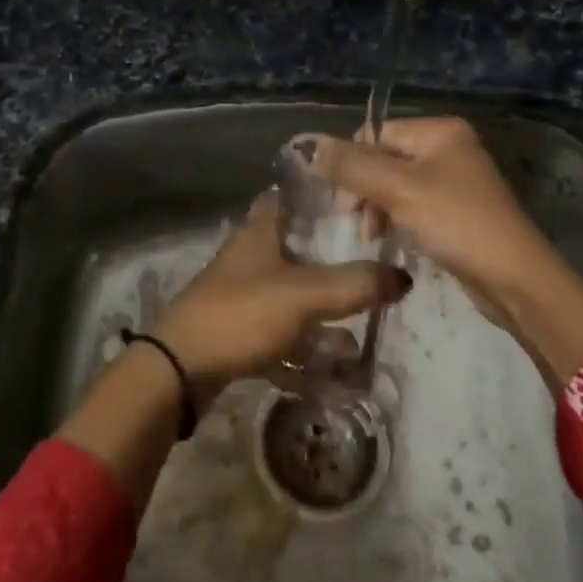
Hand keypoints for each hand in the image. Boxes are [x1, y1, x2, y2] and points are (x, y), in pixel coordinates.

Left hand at [151, 191, 409, 402]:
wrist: (179, 369)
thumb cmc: (240, 314)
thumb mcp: (304, 295)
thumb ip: (354, 284)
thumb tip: (404, 276)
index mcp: (260, 232)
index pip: (291, 198)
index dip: (322, 199)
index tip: (360, 209)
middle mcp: (251, 258)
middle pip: (299, 252)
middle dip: (335, 268)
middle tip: (374, 280)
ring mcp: (243, 297)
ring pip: (293, 300)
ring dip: (323, 323)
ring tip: (359, 343)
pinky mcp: (239, 334)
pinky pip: (281, 341)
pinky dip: (304, 359)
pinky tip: (335, 383)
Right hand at [308, 117, 571, 334]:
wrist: (514, 279)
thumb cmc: (456, 223)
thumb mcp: (398, 190)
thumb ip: (351, 166)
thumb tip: (307, 145)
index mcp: (439, 131)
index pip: (376, 134)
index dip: (352, 163)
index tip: (343, 202)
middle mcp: (448, 147)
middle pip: (384, 158)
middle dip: (363, 189)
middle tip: (354, 222)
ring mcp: (454, 180)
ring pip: (395, 184)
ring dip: (376, 207)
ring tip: (373, 236)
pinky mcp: (456, 211)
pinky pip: (412, 204)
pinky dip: (396, 218)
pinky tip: (391, 239)